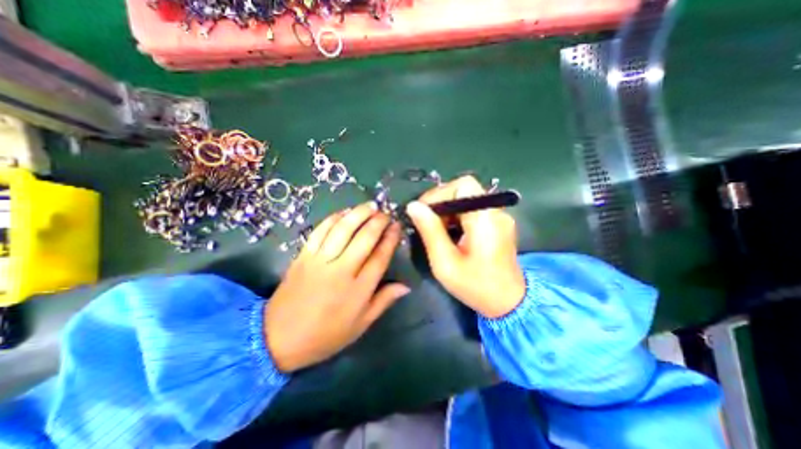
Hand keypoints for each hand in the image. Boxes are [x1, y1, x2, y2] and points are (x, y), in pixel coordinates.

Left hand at [265, 204, 408, 371]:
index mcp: (358, 290)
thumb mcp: (361, 324)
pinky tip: (344, 212)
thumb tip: (406, 286)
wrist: (278, 338)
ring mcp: (320, 261)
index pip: (380, 256)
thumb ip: (384, 301)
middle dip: (378, 221)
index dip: (390, 238)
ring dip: (358, 214)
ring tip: (370, 206)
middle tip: (386, 213)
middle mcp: (341, 270)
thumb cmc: (326, 335)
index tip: (397, 226)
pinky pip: (320, 231)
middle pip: (364, 238)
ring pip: (343, 229)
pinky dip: (333, 218)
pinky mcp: (303, 256)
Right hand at [408, 176, 526, 319]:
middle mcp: (496, 212)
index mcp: (485, 219)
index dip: (440, 193)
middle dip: (441, 202)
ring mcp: (499, 217)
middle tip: (427, 223)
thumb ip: (430, 231)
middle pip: (465, 190)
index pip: (463, 185)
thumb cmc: (476, 286)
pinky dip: (457, 216)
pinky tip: (451, 234)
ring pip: (467, 199)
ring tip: (437, 231)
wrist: (508, 303)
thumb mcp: (445, 262)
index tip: (422, 212)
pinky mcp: (498, 223)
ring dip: (448, 210)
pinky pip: (473, 209)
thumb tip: (413, 206)